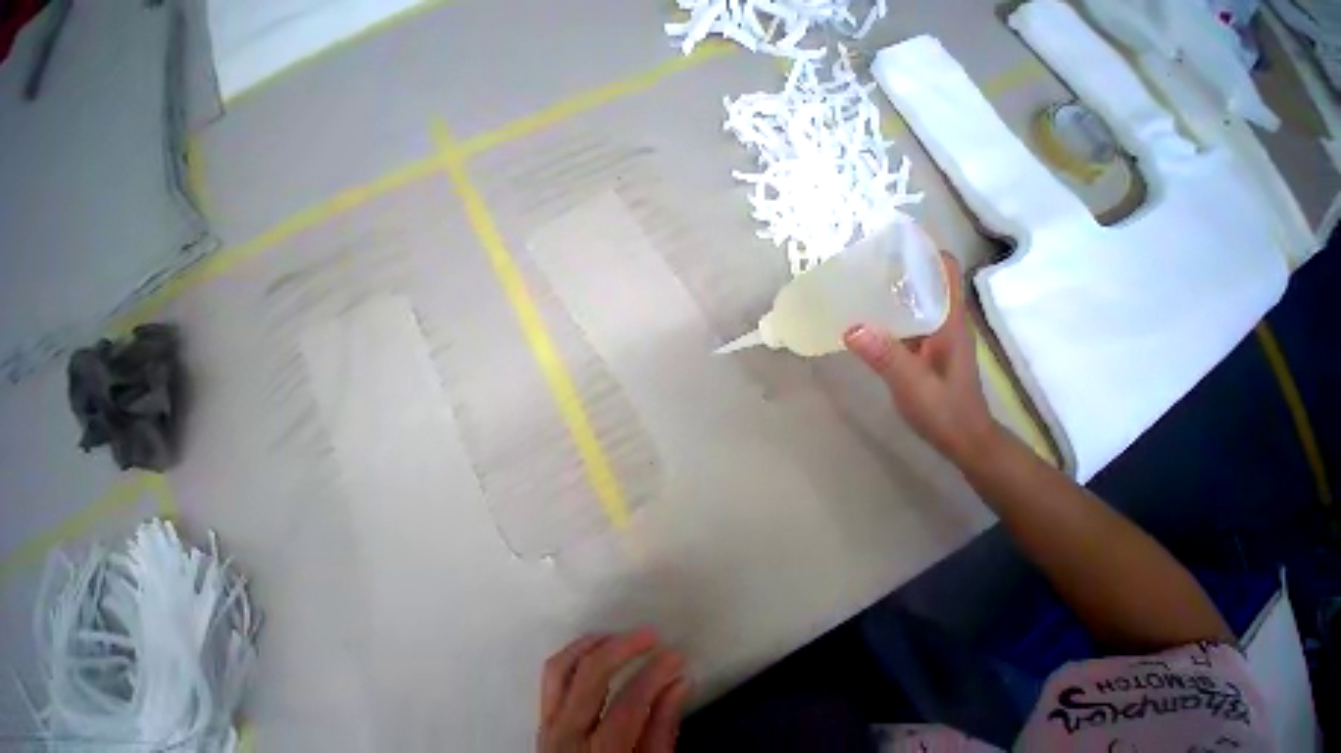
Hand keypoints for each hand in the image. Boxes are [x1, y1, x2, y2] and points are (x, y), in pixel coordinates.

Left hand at [537, 629, 690, 752]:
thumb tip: (679, 683)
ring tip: (621, 636)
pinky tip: (597, 649)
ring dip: (594, 644)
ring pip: (563, 667)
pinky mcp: (542, 721)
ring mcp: (548, 728)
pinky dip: (574, 654)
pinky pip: (552, 676)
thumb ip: (661, 731)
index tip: (676, 656)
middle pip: (591, 674)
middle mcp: (565, 738)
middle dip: (624, 646)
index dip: (655, 674)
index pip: (628, 703)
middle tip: (650, 635)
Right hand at [843, 252, 998, 463]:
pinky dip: (885, 311)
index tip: (892, 239)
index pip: (945, 271)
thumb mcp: (913, 385)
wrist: (963, 438)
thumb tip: (852, 326)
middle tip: (862, 260)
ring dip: (891, 287)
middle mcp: (943, 321)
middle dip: (899, 264)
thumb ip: (886, 357)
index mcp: (949, 321)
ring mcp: (933, 335)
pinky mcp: (922, 348)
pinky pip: (903, 319)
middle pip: (926, 279)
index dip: (925, 249)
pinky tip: (862, 317)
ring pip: (914, 298)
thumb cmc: (944, 411)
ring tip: (856, 283)